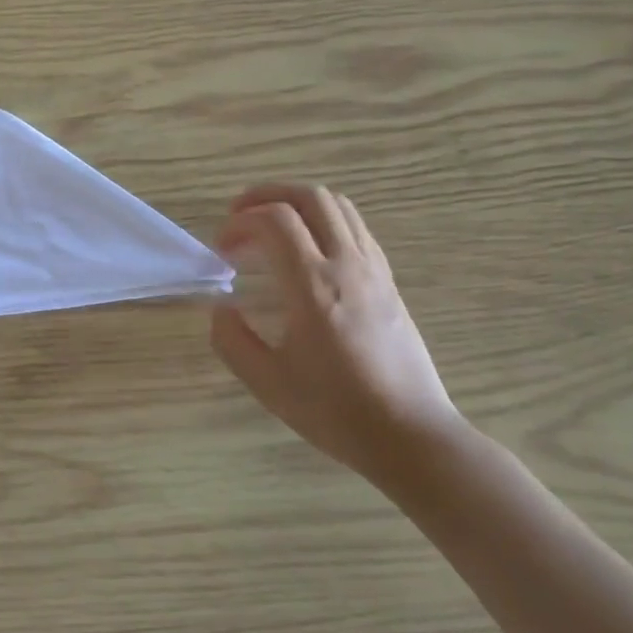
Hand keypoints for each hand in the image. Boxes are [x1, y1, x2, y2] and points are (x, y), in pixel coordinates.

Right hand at [212, 184, 461, 482]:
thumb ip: (231, 338)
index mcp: (314, 286)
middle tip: (240, 218)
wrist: (411, 436)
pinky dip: (323, 222)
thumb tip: (222, 306)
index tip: (222, 249)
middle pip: (310, 197)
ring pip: (339, 206)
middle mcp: (348, 266)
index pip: (275, 219)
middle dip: (267, 196)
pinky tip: (306, 253)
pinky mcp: (389, 282)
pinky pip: (355, 228)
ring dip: (297, 205)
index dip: (240, 222)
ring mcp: (375, 270)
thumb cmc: (335, 411)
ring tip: (270, 230)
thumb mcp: (266, 382)